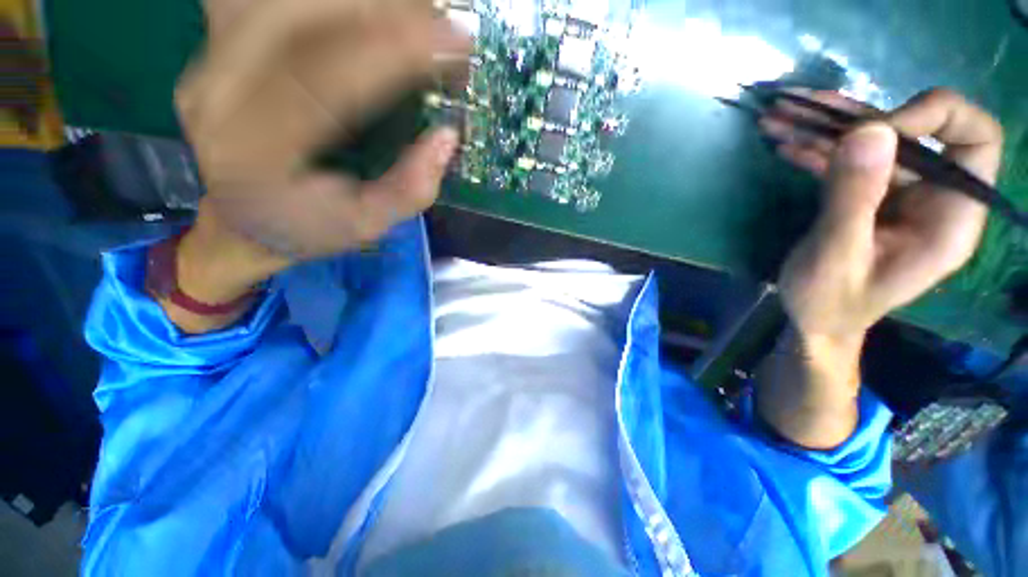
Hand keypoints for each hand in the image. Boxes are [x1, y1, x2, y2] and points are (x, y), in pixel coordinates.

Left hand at [159, 0, 469, 331]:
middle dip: (384, 8)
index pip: (324, 77)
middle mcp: (219, 91)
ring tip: (415, 13)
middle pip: (298, 12)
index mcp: (256, 152)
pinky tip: (366, 8)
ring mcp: (210, 57)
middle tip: (442, 22)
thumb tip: (448, 137)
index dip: (394, 51)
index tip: (455, 40)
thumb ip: (410, 190)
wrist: (241, 219)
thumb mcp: (367, 227)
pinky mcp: (219, 39)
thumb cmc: (308, 229)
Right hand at [754, 89, 1002, 448]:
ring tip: (777, 116)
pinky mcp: (868, 197)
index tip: (873, 131)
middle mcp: (933, 197)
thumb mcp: (837, 257)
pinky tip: (784, 144)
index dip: (933, 117)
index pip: (974, 139)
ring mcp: (899, 195)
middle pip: (913, 131)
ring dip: (824, 126)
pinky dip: (815, 149)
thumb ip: (854, 199)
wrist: (814, 320)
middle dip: (856, 115)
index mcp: (950, 218)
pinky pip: (848, 160)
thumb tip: (868, 131)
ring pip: (873, 141)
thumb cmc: (829, 302)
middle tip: (800, 110)